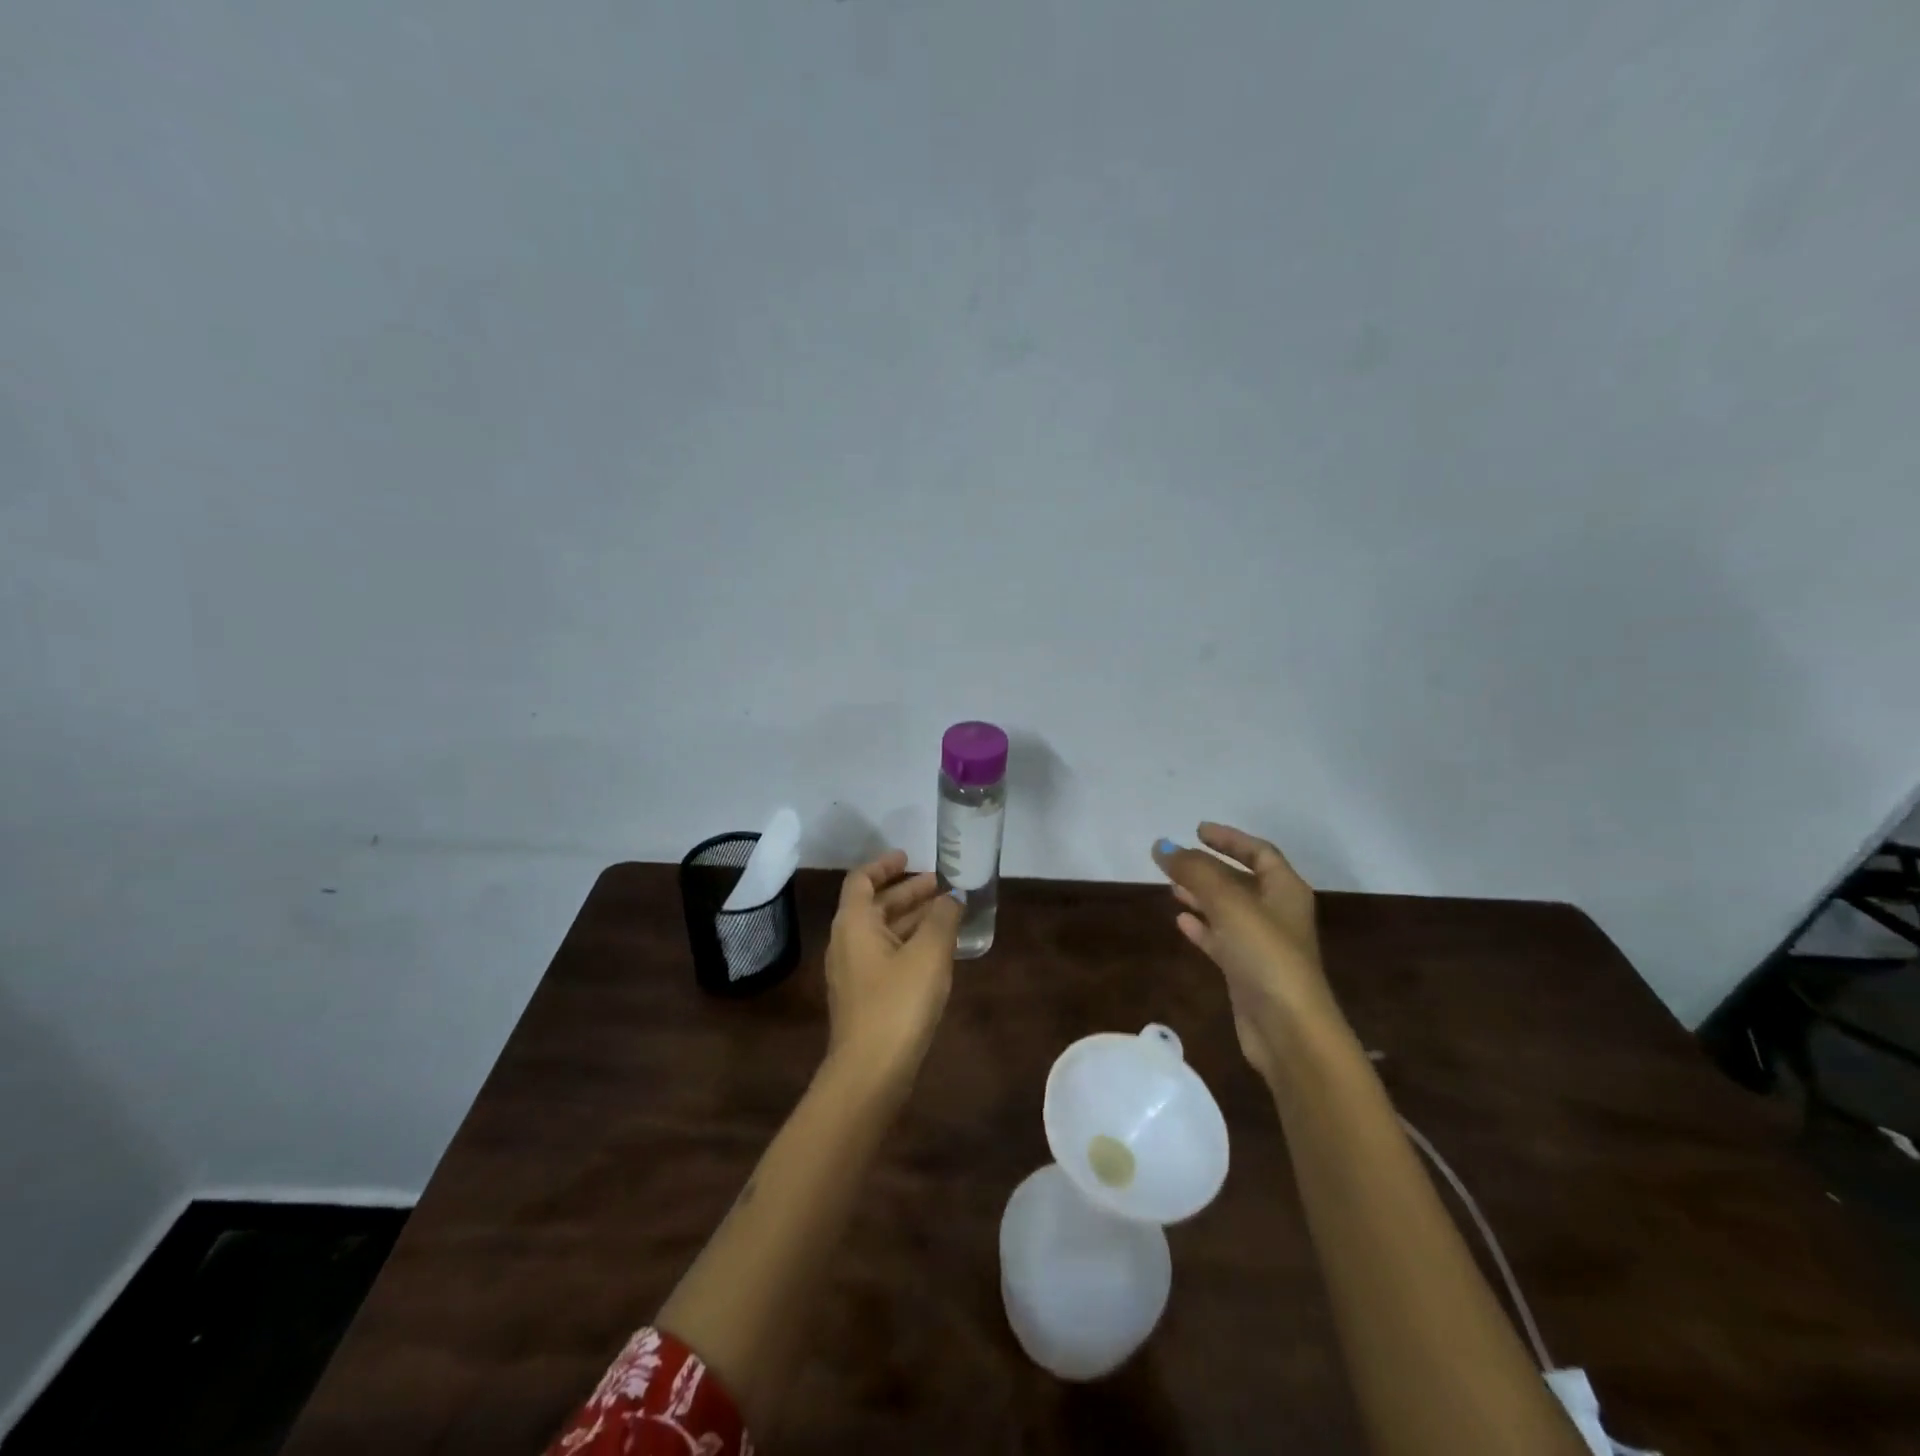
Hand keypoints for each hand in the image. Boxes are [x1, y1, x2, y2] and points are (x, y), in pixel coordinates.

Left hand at [822, 850, 962, 1096]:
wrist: (870, 1071)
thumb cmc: (898, 1002)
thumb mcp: (929, 953)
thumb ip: (943, 918)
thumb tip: (953, 896)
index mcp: (854, 923)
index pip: (863, 880)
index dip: (885, 865)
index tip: (910, 856)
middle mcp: (847, 942)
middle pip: (875, 905)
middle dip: (907, 891)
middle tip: (942, 884)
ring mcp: (853, 971)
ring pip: (882, 931)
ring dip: (911, 918)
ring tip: (947, 912)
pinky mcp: (864, 996)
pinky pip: (886, 955)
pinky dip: (909, 942)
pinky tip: (937, 950)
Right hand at [1153, 823, 1342, 1082]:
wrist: (1288, 1029)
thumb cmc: (1265, 954)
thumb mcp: (1229, 903)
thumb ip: (1194, 871)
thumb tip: (1161, 846)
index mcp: (1285, 890)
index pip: (1259, 852)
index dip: (1230, 839)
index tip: (1197, 830)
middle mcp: (1277, 914)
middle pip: (1241, 880)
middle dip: (1209, 867)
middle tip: (1175, 859)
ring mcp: (1262, 945)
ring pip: (1228, 910)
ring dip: (1201, 895)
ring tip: (1171, 885)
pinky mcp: (1247, 972)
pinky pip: (1221, 939)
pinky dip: (1202, 927)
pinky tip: (1179, 921)